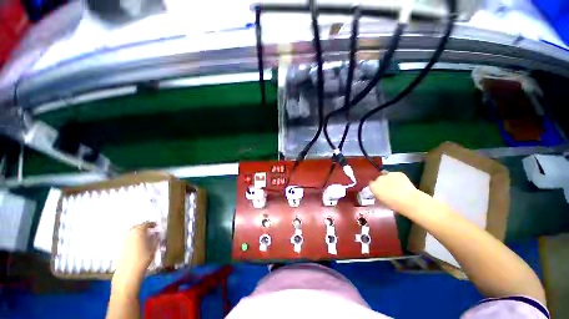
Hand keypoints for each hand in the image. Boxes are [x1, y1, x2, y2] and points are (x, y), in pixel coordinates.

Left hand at [114, 222, 157, 285]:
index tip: (156, 226)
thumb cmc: (143, 258)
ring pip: (130, 232)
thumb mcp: (153, 248)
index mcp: (139, 231)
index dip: (151, 224)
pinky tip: (136, 243)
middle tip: (149, 230)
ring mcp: (123, 240)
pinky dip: (132, 237)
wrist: (128, 271)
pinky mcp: (119, 246)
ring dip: (137, 232)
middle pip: (136, 226)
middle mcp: (129, 233)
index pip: (146, 224)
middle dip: (143, 227)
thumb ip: (155, 239)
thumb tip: (157, 233)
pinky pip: (127, 238)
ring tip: (143, 236)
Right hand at [369, 172, 422, 214]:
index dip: (375, 186)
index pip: (371, 183)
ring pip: (387, 175)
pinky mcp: (398, 173)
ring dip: (389, 179)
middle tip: (388, 188)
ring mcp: (388, 174)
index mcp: (373, 186)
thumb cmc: (394, 205)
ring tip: (396, 186)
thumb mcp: (382, 201)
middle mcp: (379, 178)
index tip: (379, 190)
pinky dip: (398, 178)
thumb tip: (378, 193)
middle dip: (382, 182)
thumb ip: (377, 194)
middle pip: (378, 178)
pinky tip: (402, 184)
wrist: (410, 201)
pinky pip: (396, 175)